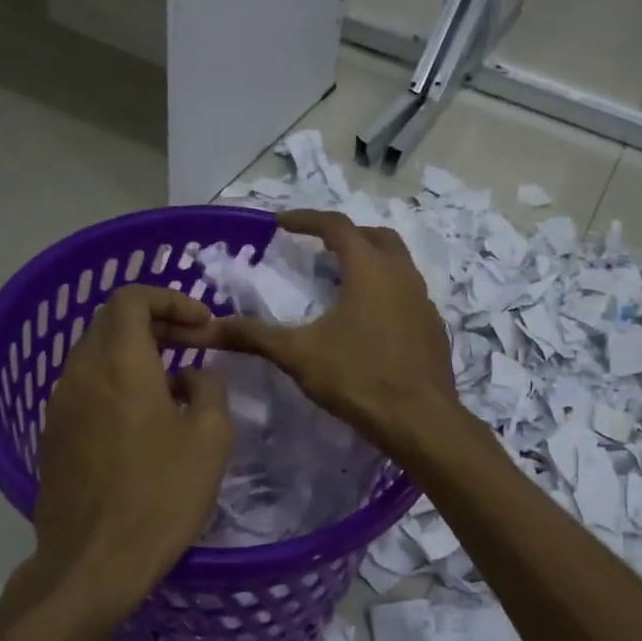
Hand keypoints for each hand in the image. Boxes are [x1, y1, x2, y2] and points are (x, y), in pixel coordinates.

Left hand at [30, 285, 232, 609]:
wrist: (93, 562)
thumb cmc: (161, 496)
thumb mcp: (210, 438)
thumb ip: (207, 389)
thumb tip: (190, 376)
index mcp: (120, 363)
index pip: (132, 298)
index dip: (170, 299)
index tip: (202, 325)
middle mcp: (81, 373)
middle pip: (111, 322)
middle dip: (156, 322)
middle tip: (194, 345)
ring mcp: (60, 405)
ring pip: (96, 354)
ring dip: (135, 354)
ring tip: (173, 383)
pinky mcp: (53, 436)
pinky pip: (86, 388)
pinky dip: (116, 382)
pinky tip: (143, 419)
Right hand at [188, 210, 461, 454]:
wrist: (420, 420)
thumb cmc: (359, 378)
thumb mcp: (299, 355)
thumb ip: (255, 336)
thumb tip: (208, 328)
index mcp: (369, 269)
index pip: (336, 226)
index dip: (306, 220)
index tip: (281, 224)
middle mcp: (402, 275)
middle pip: (375, 237)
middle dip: (345, 236)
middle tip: (319, 249)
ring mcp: (423, 301)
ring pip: (397, 264)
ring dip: (370, 262)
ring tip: (342, 282)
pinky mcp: (433, 327)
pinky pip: (408, 294)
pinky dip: (386, 292)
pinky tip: (370, 321)